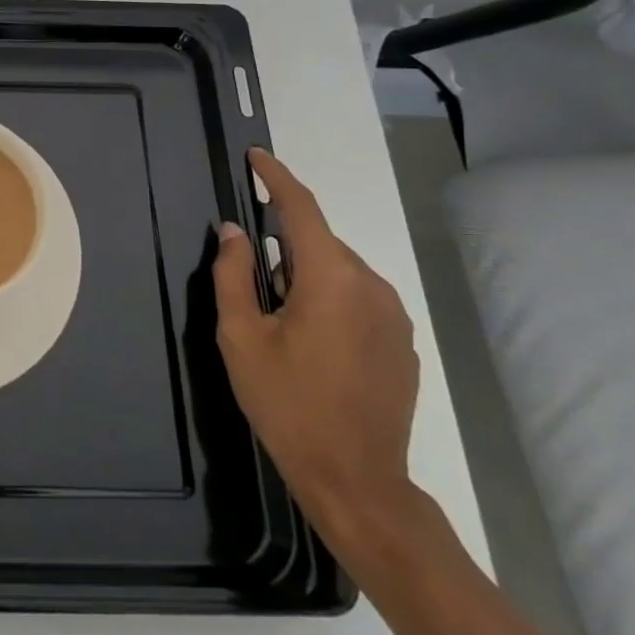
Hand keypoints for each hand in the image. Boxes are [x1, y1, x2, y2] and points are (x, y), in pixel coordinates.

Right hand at [212, 147, 420, 555]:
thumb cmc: (287, 404)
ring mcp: (394, 314)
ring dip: (306, 279)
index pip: (301, 209)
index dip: (276, 178)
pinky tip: (314, 346)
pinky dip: (330, 301)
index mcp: (330, 279)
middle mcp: (371, 285)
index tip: (255, 157)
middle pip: (318, 243)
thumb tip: (233, 232)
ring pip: (339, 272)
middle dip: (283, 249)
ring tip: (282, 328)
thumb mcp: (241, 338)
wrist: (355, 477)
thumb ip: (233, 275)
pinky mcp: (402, 340)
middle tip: (254, 292)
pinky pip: (358, 298)